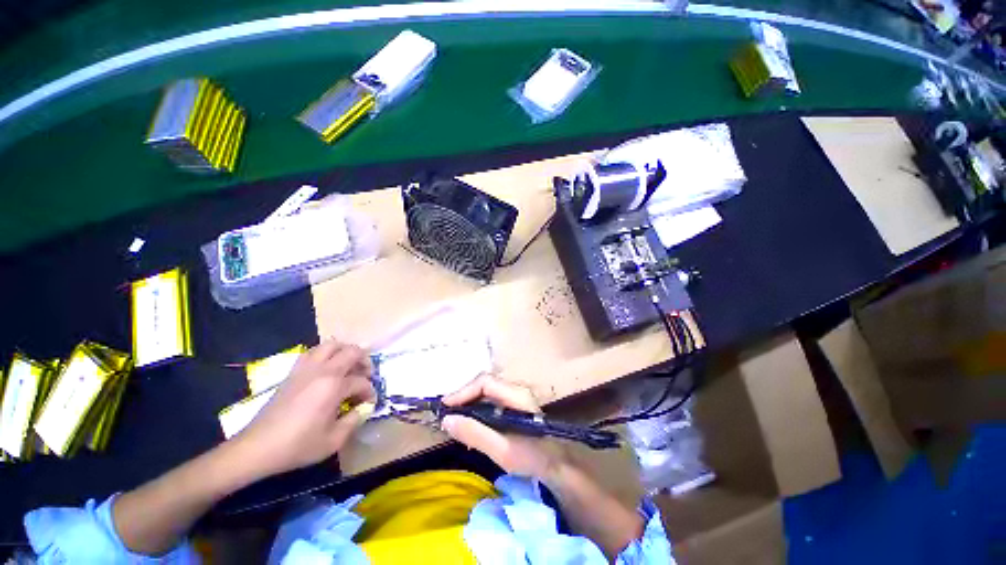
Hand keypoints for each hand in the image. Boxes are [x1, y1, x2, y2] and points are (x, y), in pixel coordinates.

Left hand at [234, 340, 375, 477]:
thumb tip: (365, 407)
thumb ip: (355, 420)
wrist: (257, 448)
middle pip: (352, 351)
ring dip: (345, 351)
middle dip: (364, 361)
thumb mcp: (333, 440)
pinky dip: (326, 354)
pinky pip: (314, 352)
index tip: (369, 404)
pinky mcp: (293, 372)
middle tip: (366, 375)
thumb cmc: (297, 446)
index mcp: (333, 386)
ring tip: (349, 366)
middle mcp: (322, 370)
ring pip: (331, 344)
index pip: (361, 382)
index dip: (370, 392)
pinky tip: (327, 368)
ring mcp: (306, 368)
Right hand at [441, 374, 566, 479]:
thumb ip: (475, 433)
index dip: (463, 391)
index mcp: (516, 395)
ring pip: (486, 392)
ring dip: (468, 404)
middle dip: (463, 397)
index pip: (484, 382)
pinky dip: (476, 410)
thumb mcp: (502, 450)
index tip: (445, 407)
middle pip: (484, 384)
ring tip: (454, 421)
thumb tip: (447, 420)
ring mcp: (515, 397)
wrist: (559, 465)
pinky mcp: (513, 406)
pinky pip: (490, 402)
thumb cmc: (533, 457)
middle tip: (446, 415)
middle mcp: (515, 390)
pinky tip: (470, 426)